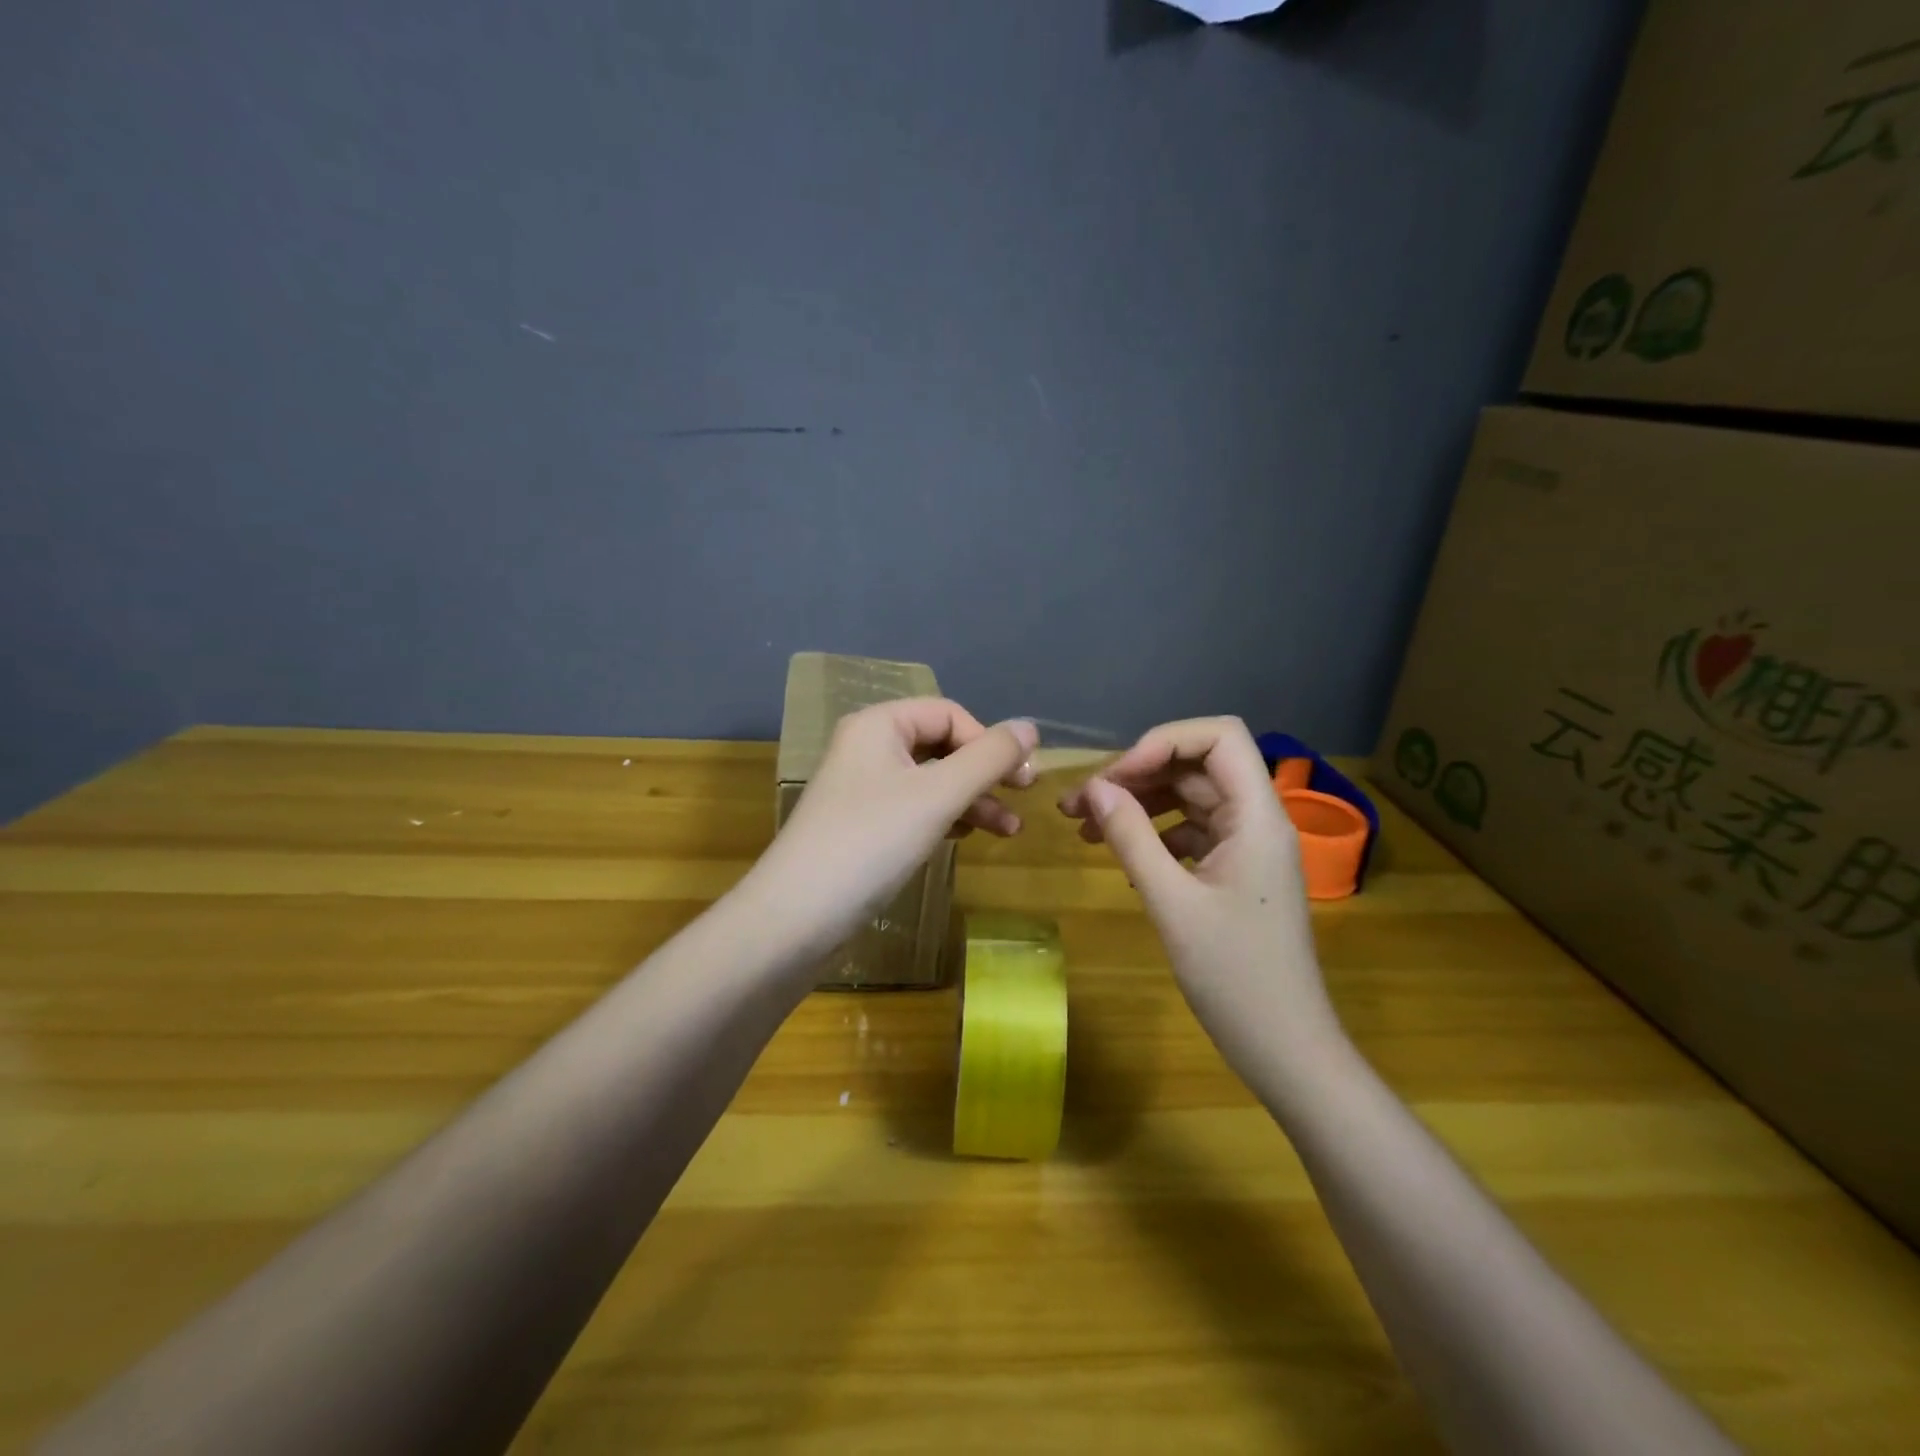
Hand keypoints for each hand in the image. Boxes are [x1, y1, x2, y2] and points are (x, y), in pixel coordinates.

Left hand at [748, 699, 1038, 956]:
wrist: (797, 917)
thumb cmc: (872, 842)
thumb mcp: (939, 795)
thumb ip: (989, 757)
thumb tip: (1030, 726)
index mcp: (879, 725)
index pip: (949, 714)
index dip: (988, 740)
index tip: (1020, 778)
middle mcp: (868, 749)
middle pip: (942, 746)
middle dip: (985, 772)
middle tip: (1023, 798)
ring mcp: (863, 790)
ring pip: (932, 781)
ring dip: (972, 800)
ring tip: (1009, 831)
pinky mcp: (863, 827)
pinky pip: (915, 809)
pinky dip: (945, 818)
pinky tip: (966, 837)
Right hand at [1058, 717, 1343, 1085]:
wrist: (1287, 1050)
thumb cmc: (1236, 979)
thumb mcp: (1173, 905)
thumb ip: (1133, 839)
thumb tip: (1096, 789)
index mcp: (1257, 817)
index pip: (1218, 737)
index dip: (1163, 742)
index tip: (1116, 778)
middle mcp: (1257, 821)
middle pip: (1196, 766)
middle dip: (1136, 776)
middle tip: (1079, 804)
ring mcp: (1248, 848)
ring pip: (1190, 800)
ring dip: (1139, 805)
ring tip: (1085, 828)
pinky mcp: (1237, 874)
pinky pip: (1192, 834)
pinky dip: (1154, 836)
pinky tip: (1121, 860)